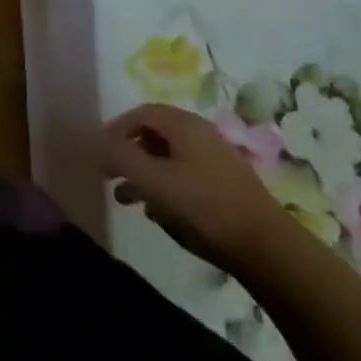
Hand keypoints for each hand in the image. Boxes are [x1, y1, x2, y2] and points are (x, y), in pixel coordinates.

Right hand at [96, 104, 293, 273]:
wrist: (266, 247)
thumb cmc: (203, 207)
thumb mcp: (153, 181)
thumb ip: (120, 157)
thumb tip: (95, 141)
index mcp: (183, 125)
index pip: (140, 113)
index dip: (114, 130)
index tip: (99, 153)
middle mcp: (200, 133)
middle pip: (154, 134)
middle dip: (128, 153)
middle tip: (110, 174)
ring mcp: (216, 158)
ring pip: (168, 157)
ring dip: (143, 173)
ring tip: (125, 199)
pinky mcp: (225, 183)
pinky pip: (184, 174)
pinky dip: (164, 185)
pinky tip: (157, 212)